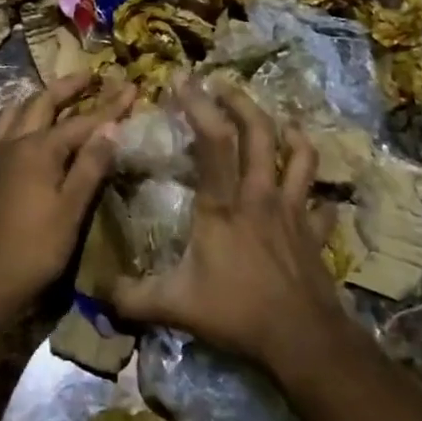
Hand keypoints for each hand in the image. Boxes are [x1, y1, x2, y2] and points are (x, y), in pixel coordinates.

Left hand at [0, 73, 134, 321]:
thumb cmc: (36, 247)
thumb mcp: (72, 208)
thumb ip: (91, 165)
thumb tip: (111, 127)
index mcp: (38, 149)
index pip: (81, 120)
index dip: (109, 105)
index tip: (131, 86)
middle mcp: (14, 144)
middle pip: (41, 103)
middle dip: (67, 87)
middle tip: (90, 76)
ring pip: (13, 114)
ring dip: (36, 101)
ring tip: (53, 98)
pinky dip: (13, 128)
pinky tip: (21, 139)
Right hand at [105, 78, 345, 377]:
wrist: (302, 340)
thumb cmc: (237, 313)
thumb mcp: (175, 305)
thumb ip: (134, 296)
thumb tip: (100, 292)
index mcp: (223, 204)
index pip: (213, 140)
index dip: (198, 104)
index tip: (182, 80)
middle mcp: (260, 196)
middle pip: (259, 133)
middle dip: (241, 102)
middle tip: (223, 85)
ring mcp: (293, 212)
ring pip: (300, 157)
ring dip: (291, 133)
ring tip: (280, 121)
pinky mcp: (315, 234)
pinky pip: (321, 205)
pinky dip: (317, 194)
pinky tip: (312, 194)